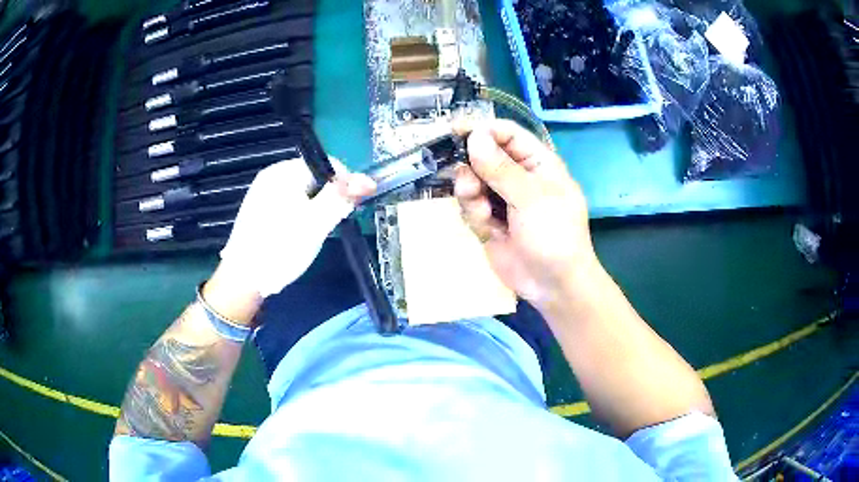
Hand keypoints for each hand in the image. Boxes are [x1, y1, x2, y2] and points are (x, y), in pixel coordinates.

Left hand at [218, 159, 375, 298]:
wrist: (242, 280)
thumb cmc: (281, 248)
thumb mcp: (316, 223)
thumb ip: (341, 198)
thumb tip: (369, 179)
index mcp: (284, 171)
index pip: (327, 164)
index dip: (344, 184)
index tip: (348, 210)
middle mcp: (272, 175)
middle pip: (314, 178)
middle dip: (328, 198)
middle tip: (328, 226)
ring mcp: (263, 192)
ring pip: (303, 193)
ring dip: (315, 209)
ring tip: (312, 233)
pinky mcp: (259, 209)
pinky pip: (289, 203)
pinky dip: (300, 215)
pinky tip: (296, 235)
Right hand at [454, 120, 596, 308]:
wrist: (553, 284)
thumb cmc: (554, 234)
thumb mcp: (531, 198)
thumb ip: (500, 168)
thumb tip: (474, 136)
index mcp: (537, 162)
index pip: (506, 134)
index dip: (482, 130)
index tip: (456, 131)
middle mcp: (518, 176)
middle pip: (483, 156)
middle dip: (472, 168)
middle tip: (469, 183)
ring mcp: (502, 199)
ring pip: (472, 182)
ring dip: (471, 194)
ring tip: (482, 211)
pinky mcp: (489, 221)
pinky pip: (470, 206)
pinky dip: (474, 215)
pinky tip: (487, 228)